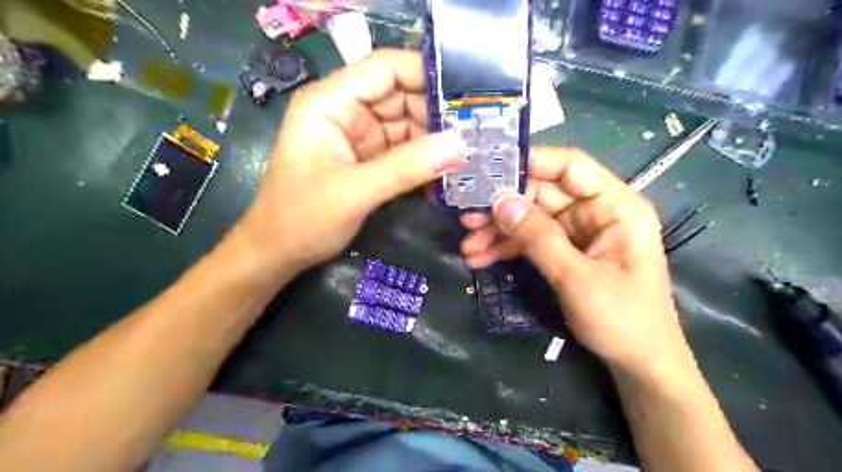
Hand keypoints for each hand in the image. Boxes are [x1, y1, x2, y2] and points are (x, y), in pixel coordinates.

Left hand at [236, 49, 466, 277]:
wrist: (278, 252)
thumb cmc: (301, 218)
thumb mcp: (354, 191)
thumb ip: (406, 168)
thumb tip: (460, 146)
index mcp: (331, 102)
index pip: (384, 68)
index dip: (425, 74)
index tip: (466, 95)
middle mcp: (346, 111)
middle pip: (400, 95)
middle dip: (437, 112)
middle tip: (478, 130)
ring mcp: (358, 135)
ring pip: (406, 124)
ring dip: (435, 138)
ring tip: (471, 151)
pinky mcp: (367, 158)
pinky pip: (403, 149)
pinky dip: (423, 159)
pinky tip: (447, 170)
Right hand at [463, 150, 685, 373]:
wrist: (638, 364)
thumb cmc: (622, 319)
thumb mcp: (577, 277)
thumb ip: (538, 237)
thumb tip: (499, 201)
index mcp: (616, 206)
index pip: (570, 166)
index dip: (530, 162)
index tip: (489, 169)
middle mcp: (596, 212)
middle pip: (543, 194)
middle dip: (503, 206)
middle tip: (466, 216)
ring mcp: (579, 233)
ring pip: (531, 219)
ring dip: (499, 231)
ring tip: (467, 245)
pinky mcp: (566, 252)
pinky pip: (532, 241)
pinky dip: (507, 248)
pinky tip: (481, 258)